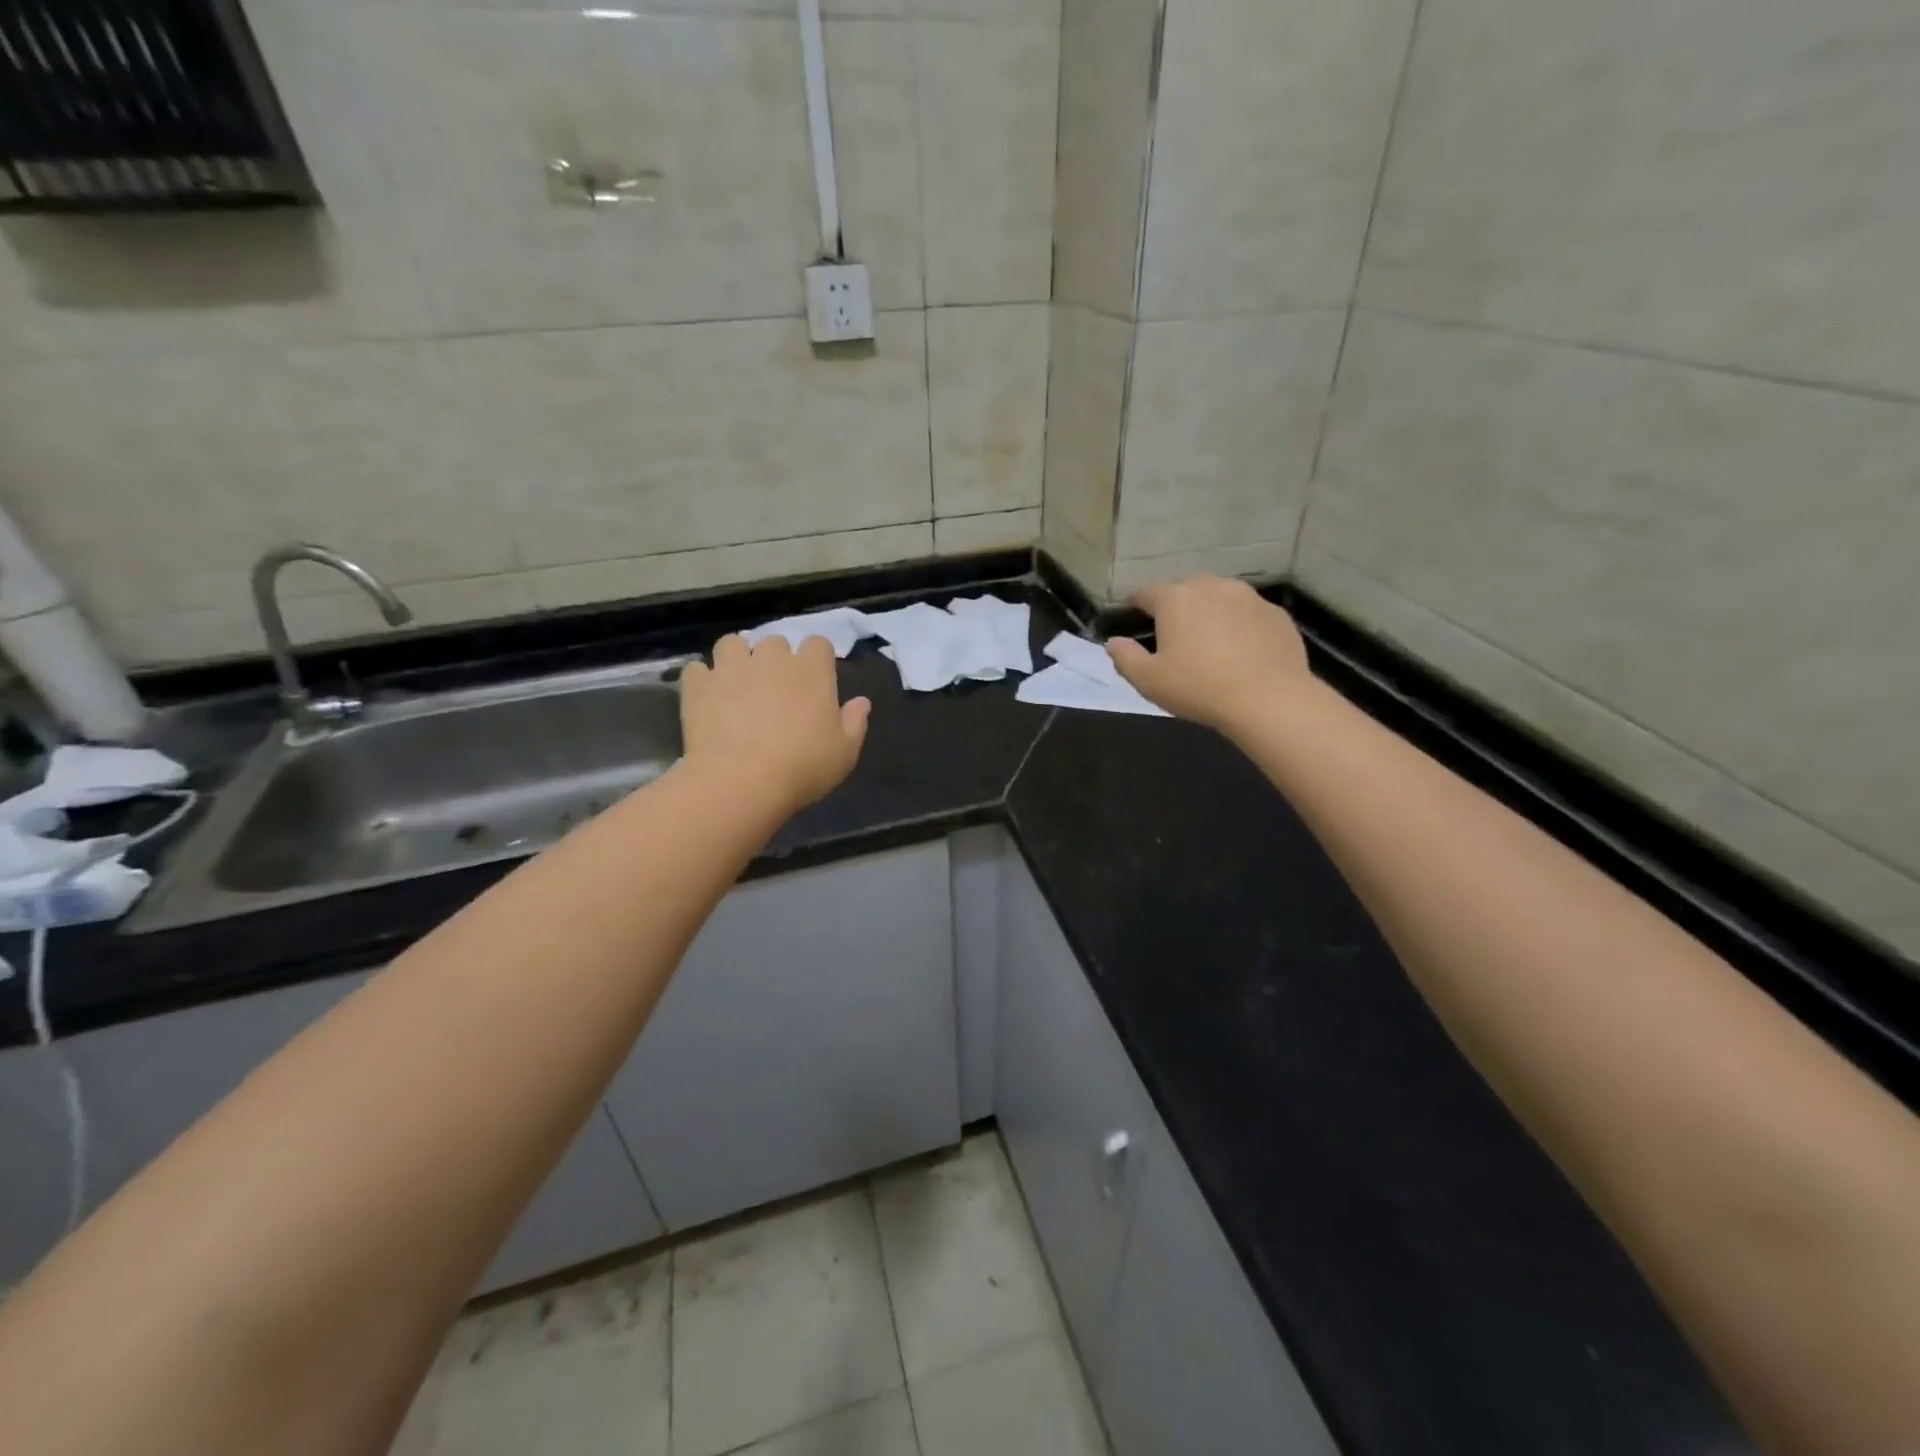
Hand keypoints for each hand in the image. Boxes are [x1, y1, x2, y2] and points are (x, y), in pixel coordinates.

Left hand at [680, 635, 870, 811]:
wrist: (740, 781)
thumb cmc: (803, 767)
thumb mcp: (845, 752)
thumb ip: (855, 722)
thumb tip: (861, 702)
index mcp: (811, 670)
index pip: (818, 643)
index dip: (817, 659)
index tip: (816, 681)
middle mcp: (771, 658)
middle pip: (775, 642)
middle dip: (776, 660)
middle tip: (776, 689)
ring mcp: (731, 667)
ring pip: (732, 644)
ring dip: (737, 658)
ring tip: (738, 683)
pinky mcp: (699, 685)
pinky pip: (698, 670)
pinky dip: (704, 680)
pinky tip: (708, 698)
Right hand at [1106, 576, 1311, 734]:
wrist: (1269, 700)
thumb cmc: (1199, 688)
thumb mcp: (1148, 681)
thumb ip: (1124, 657)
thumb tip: (1114, 642)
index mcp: (1175, 599)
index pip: (1145, 593)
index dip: (1134, 605)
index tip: (1131, 617)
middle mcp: (1212, 586)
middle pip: (1185, 590)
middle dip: (1176, 608)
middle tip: (1173, 636)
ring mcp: (1249, 597)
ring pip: (1219, 598)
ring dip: (1210, 614)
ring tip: (1209, 643)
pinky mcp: (1276, 613)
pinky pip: (1248, 614)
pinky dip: (1240, 626)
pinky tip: (1241, 653)